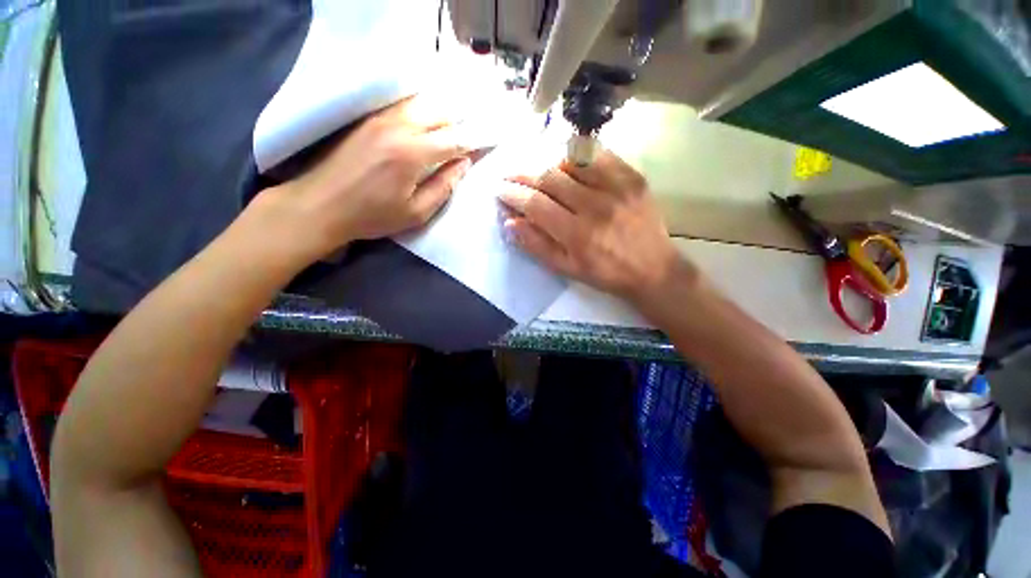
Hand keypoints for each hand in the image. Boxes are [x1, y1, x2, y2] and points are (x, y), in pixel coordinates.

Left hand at [262, 97, 471, 260]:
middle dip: (462, 121)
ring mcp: (381, 118)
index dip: (475, 140)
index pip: (455, 140)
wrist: (321, 204)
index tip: (491, 140)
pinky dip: (422, 107)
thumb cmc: (372, 215)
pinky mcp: (369, 118)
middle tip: (475, 130)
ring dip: (444, 111)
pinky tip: (429, 116)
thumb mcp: (416, 212)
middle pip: (441, 113)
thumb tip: (463, 165)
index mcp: (413, 153)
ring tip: (458, 119)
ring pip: (422, 103)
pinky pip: (403, 104)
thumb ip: (444, 187)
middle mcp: (399, 127)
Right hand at [499, 150, 690, 302]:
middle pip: (549, 178)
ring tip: (539, 172)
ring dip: (548, 164)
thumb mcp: (567, 269)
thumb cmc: (606, 273)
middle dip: (523, 174)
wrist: (653, 268)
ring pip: (571, 161)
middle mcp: (595, 206)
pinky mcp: (633, 177)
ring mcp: (616, 188)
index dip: (513, 194)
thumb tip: (511, 222)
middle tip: (510, 174)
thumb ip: (537, 245)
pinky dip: (578, 155)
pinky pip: (599, 154)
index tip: (500, 189)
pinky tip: (568, 163)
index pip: (535, 204)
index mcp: (577, 234)